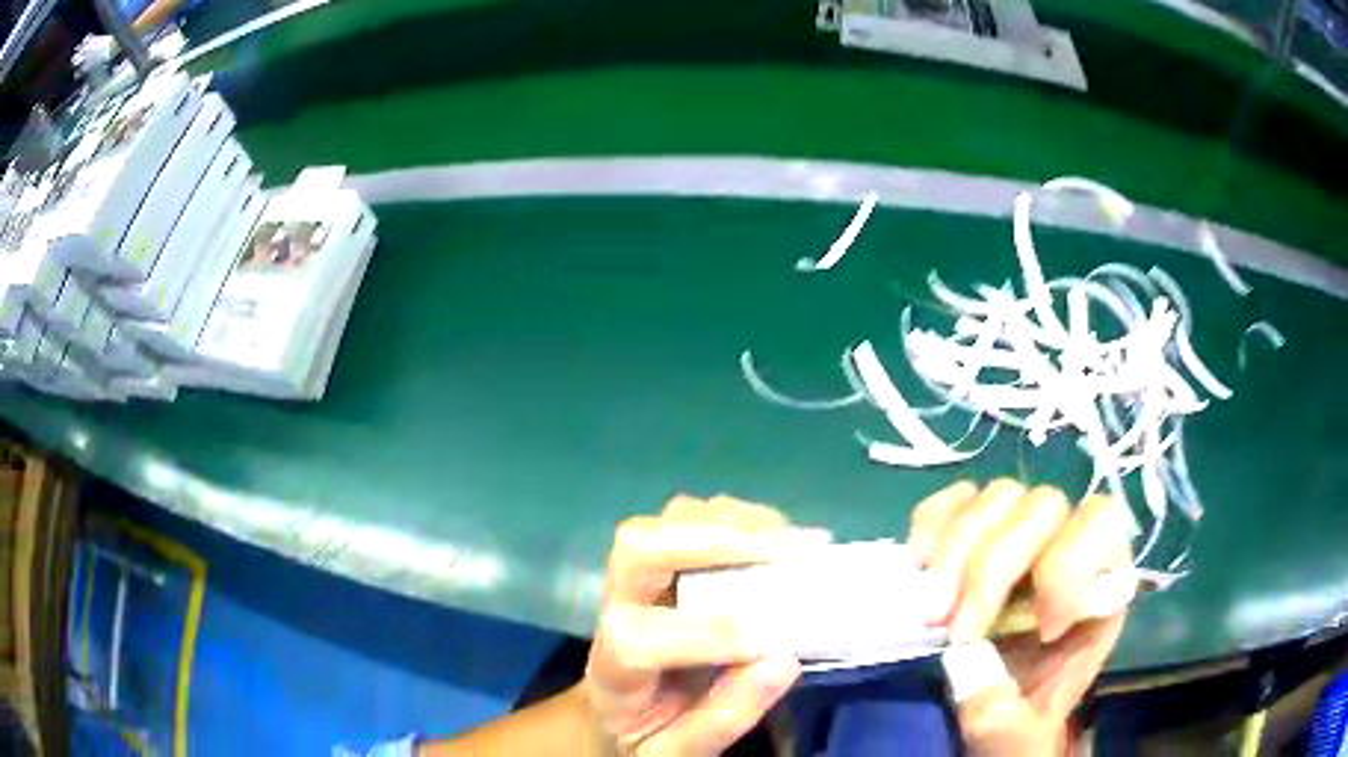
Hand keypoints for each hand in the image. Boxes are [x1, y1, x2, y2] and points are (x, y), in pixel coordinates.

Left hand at [582, 495, 826, 754]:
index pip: (637, 639)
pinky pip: (687, 520)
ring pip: (664, 523)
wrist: (611, 714)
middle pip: (637, 550)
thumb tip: (784, 660)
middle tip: (786, 551)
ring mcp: (633, 581)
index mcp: (613, 670)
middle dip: (714, 541)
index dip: (704, 634)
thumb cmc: (645, 736)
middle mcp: (614, 610)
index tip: (767, 641)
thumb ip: (725, 716)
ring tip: (791, 540)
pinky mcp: (657, 565)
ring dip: (733, 522)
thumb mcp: (678, 752)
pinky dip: (737, 519)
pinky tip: (776, 536)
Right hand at [908, 481, 1134, 754]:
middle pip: (1044, 507)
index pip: (1104, 528)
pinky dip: (933, 522)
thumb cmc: (1018, 723)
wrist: (989, 713)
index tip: (1039, 629)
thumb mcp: (1019, 739)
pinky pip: (958, 498)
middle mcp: (1065, 550)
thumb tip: (976, 683)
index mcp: (1098, 591)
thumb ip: (1009, 721)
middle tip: (953, 629)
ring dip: (956, 551)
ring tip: (930, 613)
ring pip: (1000, 496)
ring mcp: (1020, 538)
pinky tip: (918, 565)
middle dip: (992, 567)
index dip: (1070, 566)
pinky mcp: (976, 536)